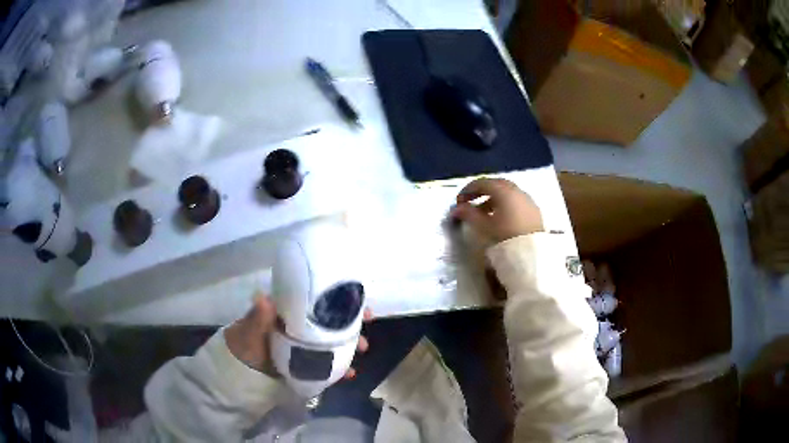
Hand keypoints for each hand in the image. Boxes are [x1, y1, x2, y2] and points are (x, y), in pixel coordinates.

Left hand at [224, 294, 371, 378]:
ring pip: (333, 342)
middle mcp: (303, 325)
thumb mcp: (250, 328)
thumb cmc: (245, 341)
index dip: (342, 301)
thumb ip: (258, 316)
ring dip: (350, 345)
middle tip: (367, 331)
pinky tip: (350, 373)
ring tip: (363, 352)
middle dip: (353, 326)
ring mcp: (306, 344)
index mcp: (292, 312)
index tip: (362, 305)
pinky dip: (340, 367)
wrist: (240, 366)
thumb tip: (263, 297)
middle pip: (333, 322)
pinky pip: (328, 362)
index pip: (321, 302)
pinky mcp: (307, 361)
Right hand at [450, 178, 543, 242]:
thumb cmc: (504, 237)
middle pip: (496, 185)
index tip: (458, 202)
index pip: (482, 183)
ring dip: (493, 200)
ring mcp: (528, 200)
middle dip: (481, 193)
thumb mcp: (483, 226)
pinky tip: (499, 219)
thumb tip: (456, 208)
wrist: (532, 255)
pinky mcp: (534, 212)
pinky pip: (516, 202)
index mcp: (504, 191)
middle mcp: (517, 191)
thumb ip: (468, 214)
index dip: (467, 190)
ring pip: (507, 194)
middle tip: (470, 203)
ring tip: (483, 214)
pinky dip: (505, 205)